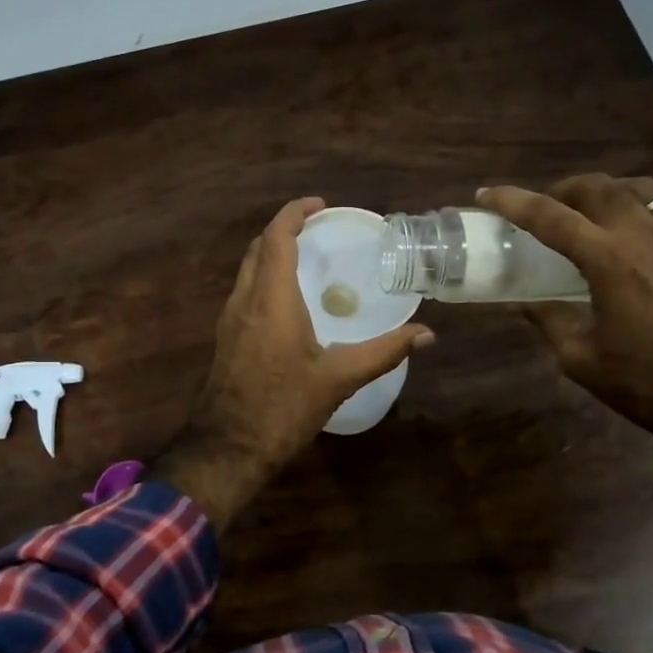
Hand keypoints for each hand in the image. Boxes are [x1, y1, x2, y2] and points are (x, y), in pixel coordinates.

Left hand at [155, 197, 433, 523]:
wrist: (229, 446)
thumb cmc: (284, 408)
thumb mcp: (339, 379)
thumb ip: (384, 351)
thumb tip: (427, 334)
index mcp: (271, 300)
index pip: (277, 237)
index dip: (294, 212)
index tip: (320, 205)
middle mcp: (245, 300)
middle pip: (259, 247)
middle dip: (285, 229)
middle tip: (319, 229)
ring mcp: (229, 318)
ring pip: (248, 269)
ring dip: (272, 253)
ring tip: (307, 258)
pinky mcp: (225, 336)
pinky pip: (245, 291)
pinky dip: (265, 278)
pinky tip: (289, 300)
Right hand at [480, 175, 652, 450]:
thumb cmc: (645, 383)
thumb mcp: (580, 358)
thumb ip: (547, 321)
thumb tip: (518, 304)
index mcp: (608, 261)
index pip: (549, 217)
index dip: (512, 201)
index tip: (486, 194)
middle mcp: (646, 236)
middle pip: (598, 188)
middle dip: (564, 189)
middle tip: (548, 205)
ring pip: (643, 188)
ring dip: (610, 190)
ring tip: (596, 207)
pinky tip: (651, 215)